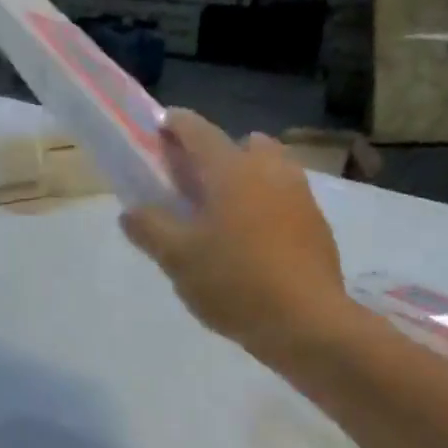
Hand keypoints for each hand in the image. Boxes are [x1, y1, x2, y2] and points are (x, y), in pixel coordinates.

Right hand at [121, 110, 351, 361]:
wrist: (305, 321)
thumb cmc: (234, 283)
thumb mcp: (178, 260)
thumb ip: (150, 229)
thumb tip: (131, 212)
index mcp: (231, 169)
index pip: (197, 130)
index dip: (174, 125)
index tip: (160, 129)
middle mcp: (269, 170)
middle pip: (239, 147)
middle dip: (215, 158)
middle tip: (194, 187)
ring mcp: (299, 195)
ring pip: (268, 172)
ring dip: (245, 182)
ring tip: (225, 219)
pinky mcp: (316, 226)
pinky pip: (284, 202)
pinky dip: (266, 209)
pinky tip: (254, 246)